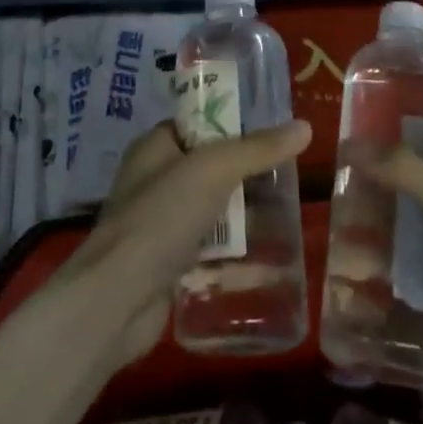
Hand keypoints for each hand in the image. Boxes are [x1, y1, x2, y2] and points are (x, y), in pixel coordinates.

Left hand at [58, 119, 311, 368]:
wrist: (118, 300)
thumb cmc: (161, 217)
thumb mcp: (215, 170)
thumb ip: (259, 149)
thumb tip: (304, 127)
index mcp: (155, 147)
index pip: (198, 123)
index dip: (232, 124)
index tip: (272, 134)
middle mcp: (153, 180)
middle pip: (209, 168)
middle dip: (244, 174)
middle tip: (288, 178)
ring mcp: (159, 224)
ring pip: (211, 210)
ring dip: (242, 215)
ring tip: (286, 216)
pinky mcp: (167, 264)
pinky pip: (208, 250)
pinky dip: (232, 254)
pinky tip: (267, 260)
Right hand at [354, 145, 422, 402]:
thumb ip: (407, 174)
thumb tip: (351, 142)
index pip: (416, 169)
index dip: (380, 164)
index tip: (337, 163)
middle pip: (400, 214)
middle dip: (365, 214)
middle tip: (326, 214)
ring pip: (395, 258)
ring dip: (364, 257)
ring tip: (329, 259)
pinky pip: (397, 303)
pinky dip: (372, 300)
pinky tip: (339, 298)